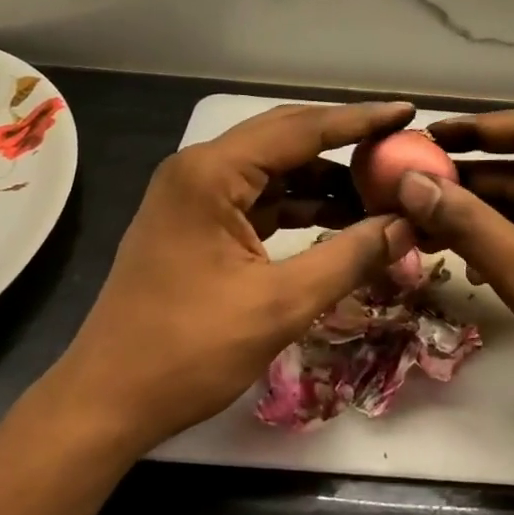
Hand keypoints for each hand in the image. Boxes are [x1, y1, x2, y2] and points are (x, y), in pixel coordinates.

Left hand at [48, 101, 417, 460]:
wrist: (106, 402)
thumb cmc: (188, 351)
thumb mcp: (280, 304)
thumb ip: (349, 257)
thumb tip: (408, 225)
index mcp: (212, 173)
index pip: (301, 129)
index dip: (359, 121)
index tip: (407, 112)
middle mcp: (200, 169)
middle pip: (286, 138)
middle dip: (344, 144)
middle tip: (398, 148)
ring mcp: (194, 194)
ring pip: (274, 169)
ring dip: (323, 179)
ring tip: (378, 194)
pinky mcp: (197, 221)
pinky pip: (258, 197)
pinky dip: (298, 205)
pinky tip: (337, 220)